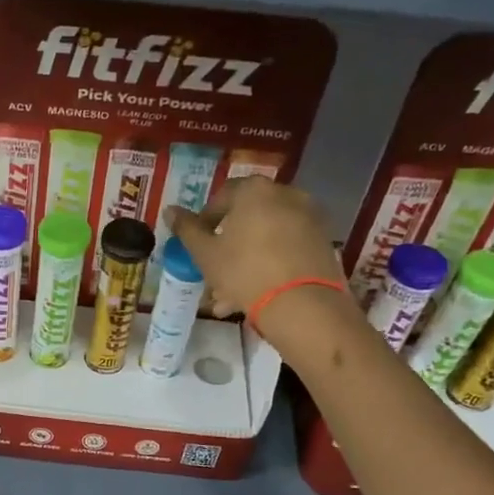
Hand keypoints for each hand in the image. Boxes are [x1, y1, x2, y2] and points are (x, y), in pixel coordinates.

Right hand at [166, 177, 343, 321]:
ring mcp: (309, 218)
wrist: (302, 304)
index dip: (206, 220)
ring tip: (231, 294)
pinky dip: (271, 264)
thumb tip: (169, 210)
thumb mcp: (206, 254)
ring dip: (247, 259)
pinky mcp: (324, 242)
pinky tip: (256, 294)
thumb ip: (187, 230)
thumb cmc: (244, 272)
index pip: (223, 196)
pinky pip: (287, 249)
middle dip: (229, 244)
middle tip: (215, 271)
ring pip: (267, 237)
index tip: (199, 243)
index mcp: (254, 191)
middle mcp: (286, 195)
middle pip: (248, 218)